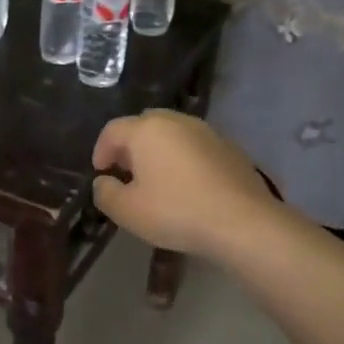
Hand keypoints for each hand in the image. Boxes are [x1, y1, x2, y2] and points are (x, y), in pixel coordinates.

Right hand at [91, 110, 280, 259]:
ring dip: (158, 151)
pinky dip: (184, 158)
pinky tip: (187, 185)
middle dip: (130, 146)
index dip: (101, 151)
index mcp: (146, 130)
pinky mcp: (229, 148)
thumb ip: (105, 193)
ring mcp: (206, 132)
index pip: (112, 130)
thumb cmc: (176, 211)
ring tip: (157, 179)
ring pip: (172, 134)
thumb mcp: (127, 211)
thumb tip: (103, 182)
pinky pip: (195, 147)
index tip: (101, 173)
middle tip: (127, 172)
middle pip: (144, 125)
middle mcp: (176, 121)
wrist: (243, 222)